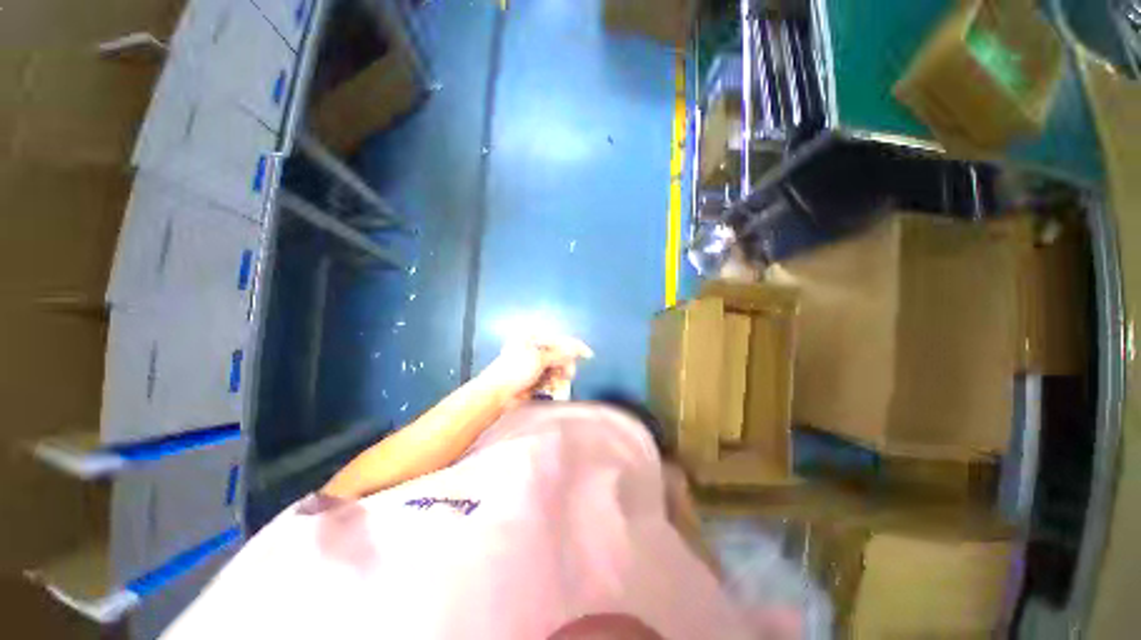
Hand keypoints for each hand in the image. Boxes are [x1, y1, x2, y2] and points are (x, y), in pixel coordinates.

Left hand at [479, 333, 593, 400]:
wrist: (496, 394)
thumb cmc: (515, 371)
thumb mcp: (539, 359)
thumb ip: (559, 354)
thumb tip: (576, 348)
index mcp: (531, 337)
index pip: (558, 339)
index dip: (574, 347)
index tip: (588, 354)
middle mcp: (533, 348)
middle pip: (559, 354)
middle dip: (565, 365)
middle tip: (567, 375)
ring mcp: (533, 364)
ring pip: (556, 368)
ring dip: (558, 377)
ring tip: (554, 385)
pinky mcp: (533, 378)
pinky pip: (550, 378)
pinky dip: (552, 384)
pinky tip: (549, 389)